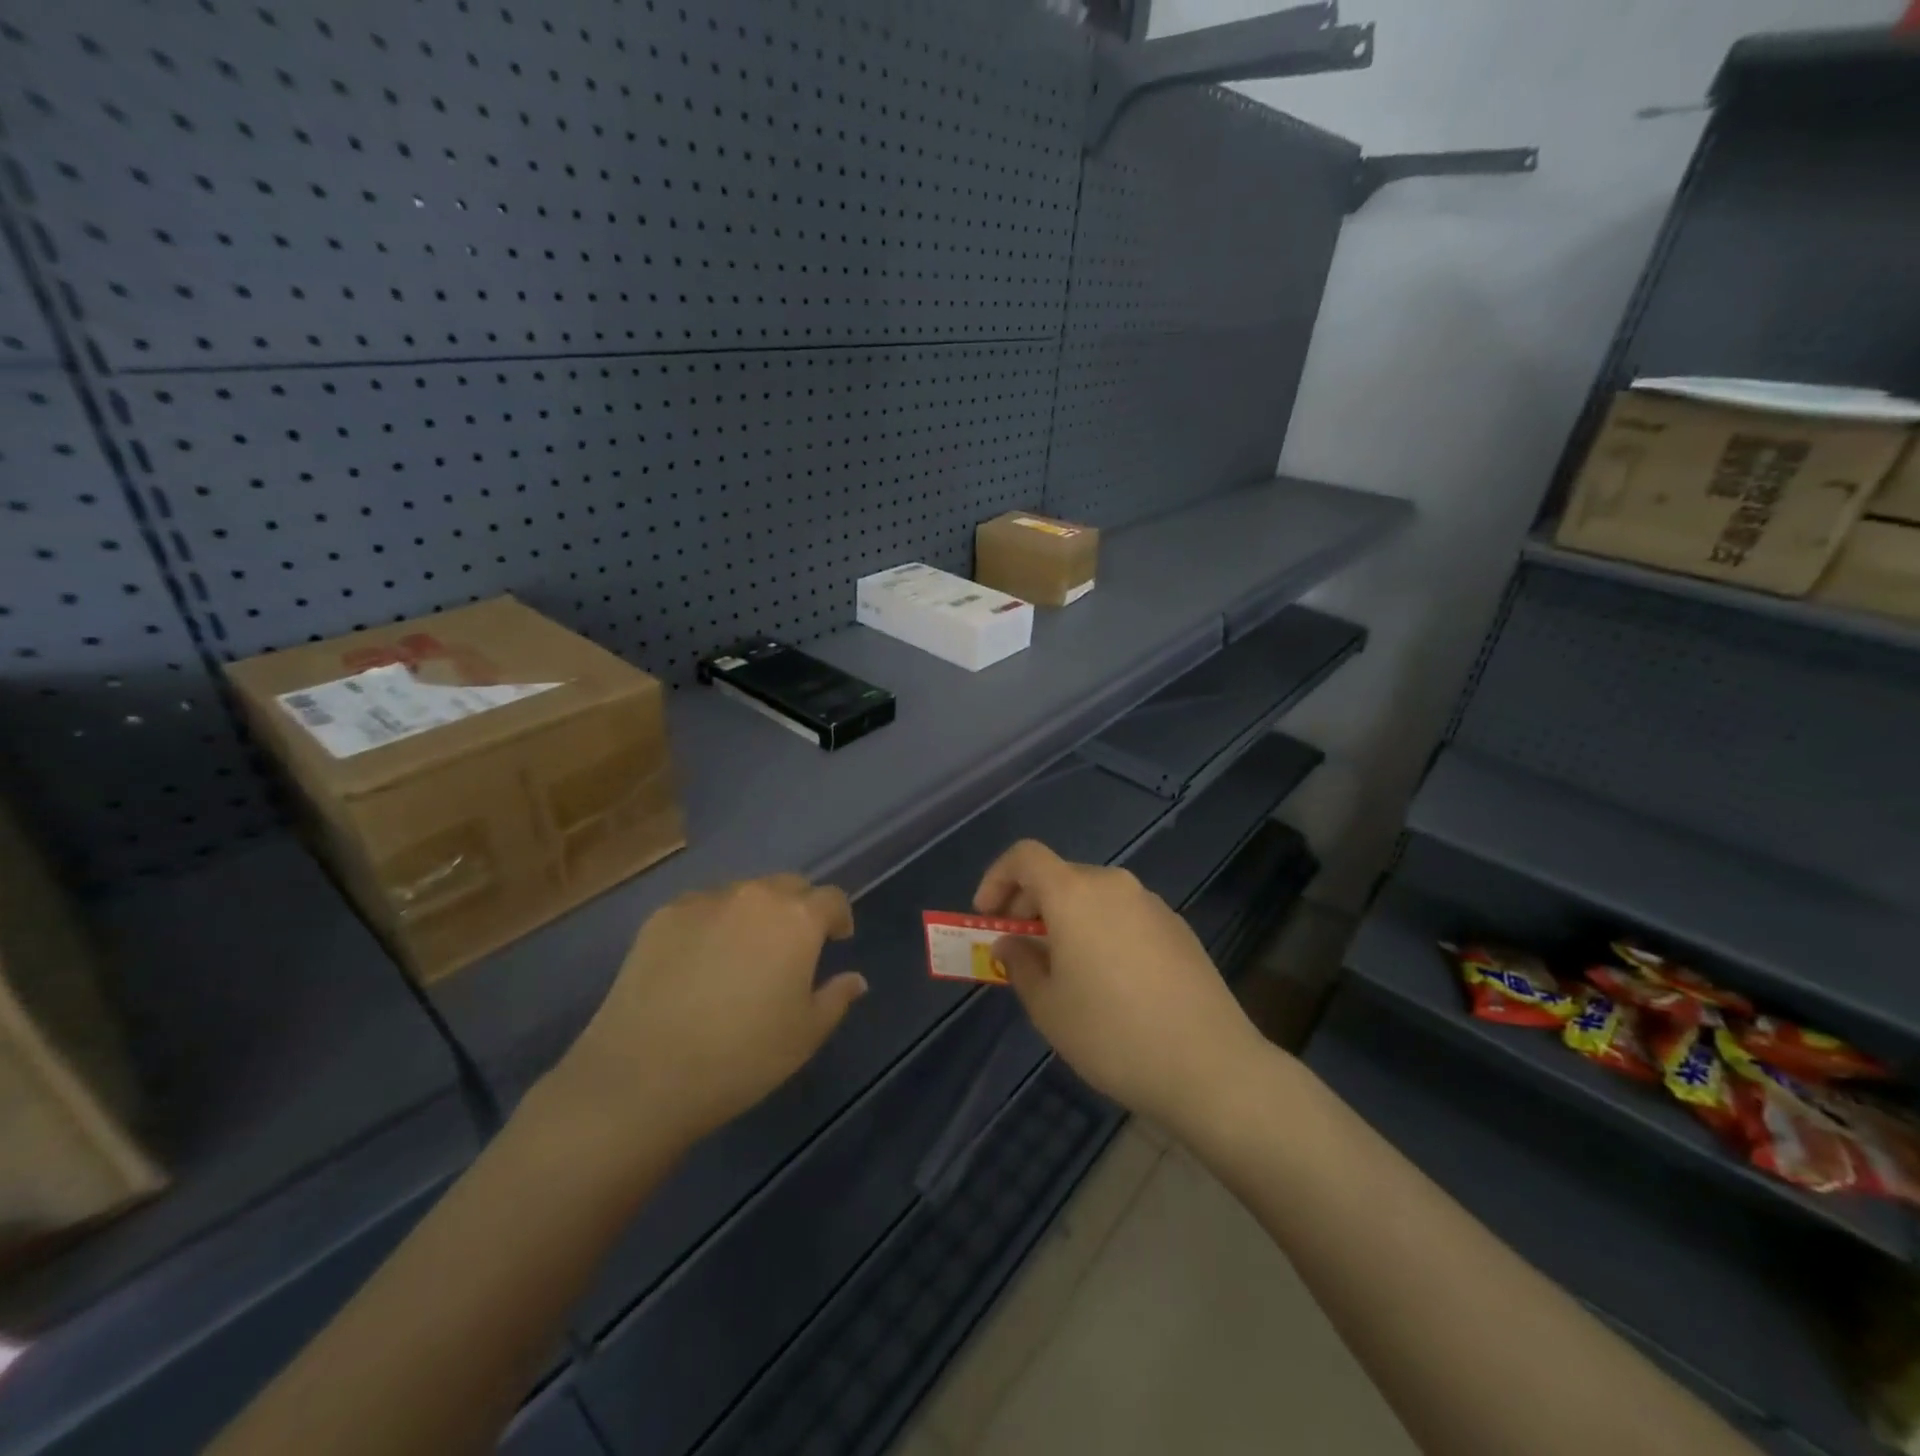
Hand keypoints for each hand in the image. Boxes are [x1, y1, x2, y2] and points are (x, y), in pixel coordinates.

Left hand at [554, 874, 866, 1148]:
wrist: (644, 1074)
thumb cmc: (742, 1057)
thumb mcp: (805, 1035)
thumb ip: (836, 998)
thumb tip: (855, 980)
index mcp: (797, 920)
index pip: (832, 899)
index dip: (839, 917)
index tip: (837, 940)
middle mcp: (754, 897)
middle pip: (788, 886)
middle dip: (798, 909)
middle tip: (792, 946)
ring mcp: (704, 901)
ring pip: (743, 894)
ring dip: (754, 914)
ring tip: (742, 953)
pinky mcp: (663, 916)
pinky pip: (702, 908)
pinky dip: (712, 923)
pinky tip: (699, 961)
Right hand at [974, 840, 1267, 1133]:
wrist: (1210, 1066)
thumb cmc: (1112, 1034)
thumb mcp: (1049, 1007)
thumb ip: (1020, 963)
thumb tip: (1012, 942)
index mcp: (1075, 894)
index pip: (1025, 856)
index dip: (997, 878)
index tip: (987, 917)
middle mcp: (1115, 885)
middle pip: (1060, 876)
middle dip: (1030, 905)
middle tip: (1019, 948)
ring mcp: (1152, 904)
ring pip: (1094, 897)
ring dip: (1067, 920)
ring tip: (1064, 970)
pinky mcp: (1178, 928)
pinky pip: (1124, 915)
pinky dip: (1101, 930)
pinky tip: (1110, 981)